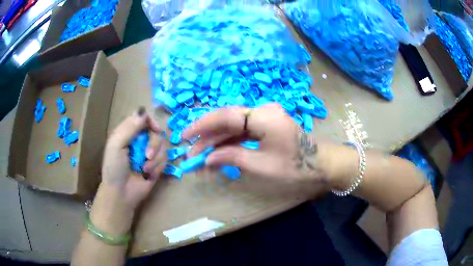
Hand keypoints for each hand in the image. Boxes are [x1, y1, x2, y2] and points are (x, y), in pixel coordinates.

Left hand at [91, 107, 166, 234]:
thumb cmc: (114, 168)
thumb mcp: (117, 145)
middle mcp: (140, 141)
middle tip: (147, 155)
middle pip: (157, 132)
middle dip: (154, 144)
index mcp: (128, 133)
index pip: (143, 118)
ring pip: (163, 146)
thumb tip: (143, 110)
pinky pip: (165, 160)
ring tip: (145, 169)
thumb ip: (129, 127)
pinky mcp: (157, 166)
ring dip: (155, 159)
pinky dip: (158, 167)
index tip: (155, 128)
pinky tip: (149, 174)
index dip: (151, 121)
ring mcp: (149, 154)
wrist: (121, 193)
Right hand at [183, 104, 331, 196]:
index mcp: (263, 116)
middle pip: (227, 119)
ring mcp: (264, 116)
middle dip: (207, 136)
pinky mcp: (265, 124)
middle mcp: (262, 110)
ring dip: (216, 140)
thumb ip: (232, 157)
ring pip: (233, 126)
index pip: (225, 116)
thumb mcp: (262, 165)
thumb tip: (207, 158)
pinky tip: (217, 152)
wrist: (319, 163)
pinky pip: (243, 131)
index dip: (202, 125)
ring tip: (200, 155)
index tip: (185, 136)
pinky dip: (229, 141)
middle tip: (190, 151)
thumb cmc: (294, 166)